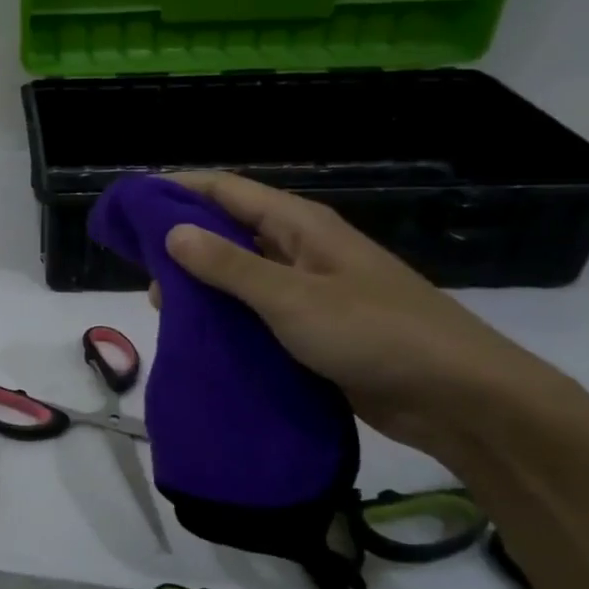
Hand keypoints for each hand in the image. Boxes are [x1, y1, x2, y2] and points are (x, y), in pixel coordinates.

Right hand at [156, 172, 556, 455]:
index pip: (226, 190)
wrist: (457, 398)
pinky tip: (199, 337)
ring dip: (202, 287)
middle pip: (229, 231)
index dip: (177, 190)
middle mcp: (301, 249)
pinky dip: (226, 319)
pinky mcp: (312, 329)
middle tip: (144, 274)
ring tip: (165, 310)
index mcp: (299, 225)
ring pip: (240, 275)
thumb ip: (229, 266)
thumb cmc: (374, 334)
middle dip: (183, 245)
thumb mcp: (292, 298)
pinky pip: (257, 313)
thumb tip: (172, 231)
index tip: (132, 205)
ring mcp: (308, 289)